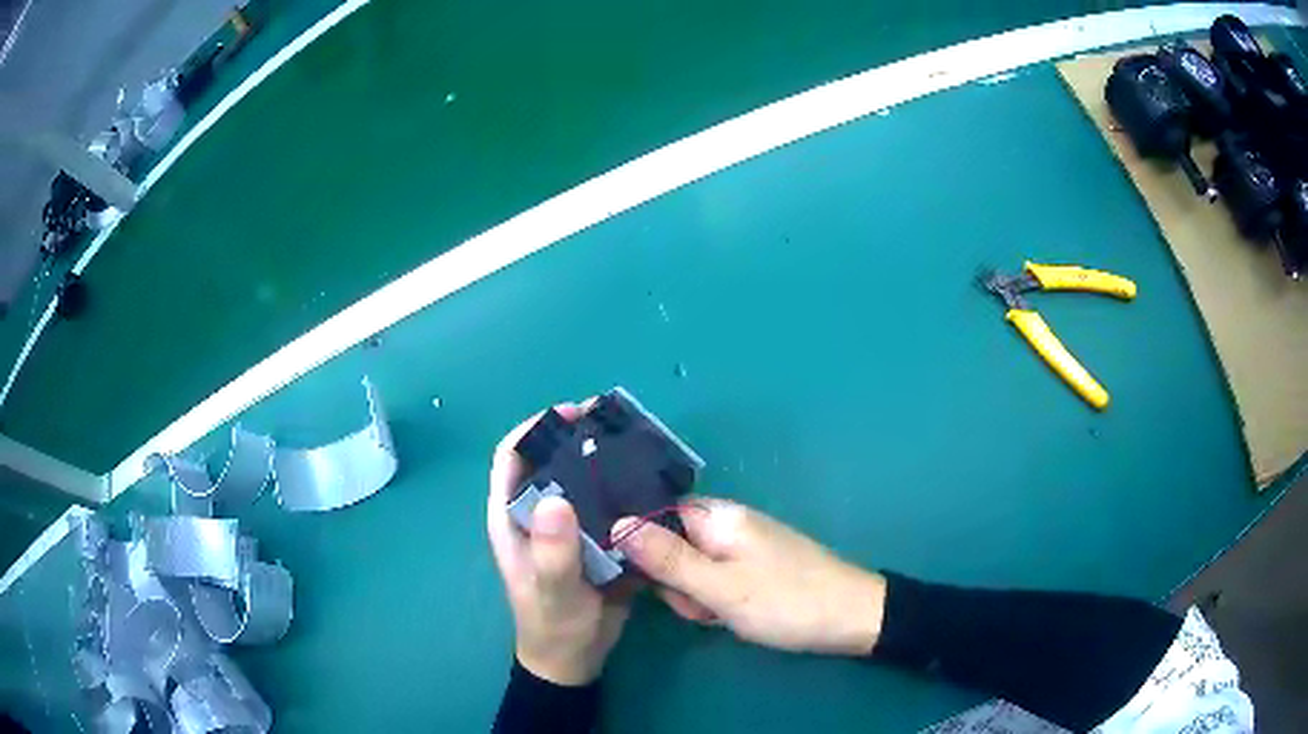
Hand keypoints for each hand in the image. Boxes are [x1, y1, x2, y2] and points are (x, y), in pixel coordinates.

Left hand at [487, 403, 630, 685]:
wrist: (577, 658)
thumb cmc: (554, 625)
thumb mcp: (553, 591)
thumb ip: (552, 552)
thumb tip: (556, 498)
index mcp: (512, 517)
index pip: (511, 457)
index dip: (535, 428)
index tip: (571, 413)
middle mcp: (536, 514)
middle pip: (550, 460)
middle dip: (576, 437)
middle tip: (614, 425)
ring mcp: (566, 526)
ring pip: (580, 479)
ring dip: (602, 460)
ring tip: (637, 446)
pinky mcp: (593, 539)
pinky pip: (606, 503)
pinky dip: (622, 489)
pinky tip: (650, 483)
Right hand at [613, 497, 886, 656]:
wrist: (853, 617)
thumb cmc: (785, 601)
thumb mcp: (720, 587)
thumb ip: (667, 559)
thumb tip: (616, 524)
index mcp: (717, 515)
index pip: (655, 515)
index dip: (643, 547)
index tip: (647, 580)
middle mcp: (727, 522)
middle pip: (671, 545)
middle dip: (677, 582)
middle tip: (702, 606)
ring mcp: (742, 545)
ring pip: (692, 567)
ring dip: (697, 596)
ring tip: (722, 615)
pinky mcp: (753, 565)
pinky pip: (716, 578)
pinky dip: (717, 599)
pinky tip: (732, 616)